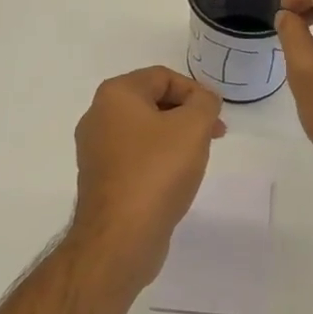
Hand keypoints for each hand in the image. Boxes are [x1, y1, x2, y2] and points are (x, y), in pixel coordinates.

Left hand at [70, 67, 225, 287]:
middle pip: (152, 101)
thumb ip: (205, 103)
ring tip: (197, 157)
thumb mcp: (193, 127)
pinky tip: (175, 178)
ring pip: (144, 130)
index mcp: (115, 95)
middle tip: (215, 134)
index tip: (217, 115)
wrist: (120, 236)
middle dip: (187, 114)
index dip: (196, 91)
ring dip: (175, 137)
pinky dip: (158, 159)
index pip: (163, 76)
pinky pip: (135, 156)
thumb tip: (203, 100)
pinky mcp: (100, 178)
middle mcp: (98, 116)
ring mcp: (95, 149)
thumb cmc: (157, 171)